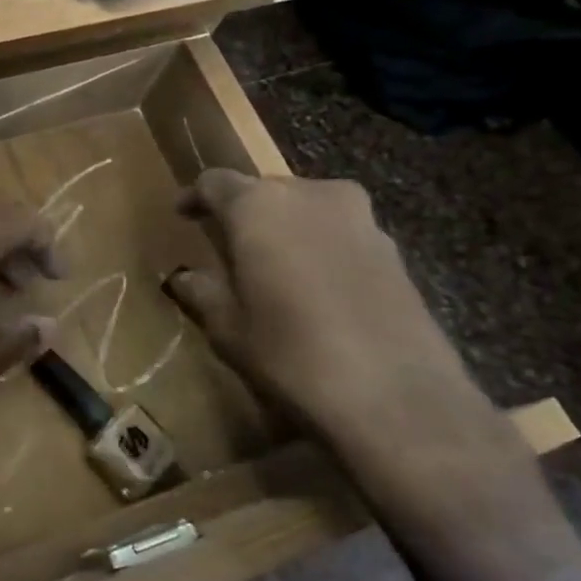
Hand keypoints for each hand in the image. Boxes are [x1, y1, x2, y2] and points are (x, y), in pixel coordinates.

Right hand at [164, 171, 533, 505]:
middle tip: (228, 248)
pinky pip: (340, 235)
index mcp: (258, 206)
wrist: (397, 398)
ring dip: (286, 230)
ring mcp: (360, 219)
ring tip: (272, 269)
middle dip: (244, 214)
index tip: (183, 215)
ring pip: (307, 210)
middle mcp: (310, 195)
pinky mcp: (394, 249)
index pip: (215, 182)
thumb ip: (202, 292)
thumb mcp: (228, 328)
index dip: (195, 197)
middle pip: (265, 191)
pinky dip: (320, 250)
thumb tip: (184, 277)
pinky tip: (314, 290)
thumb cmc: (290, 353)